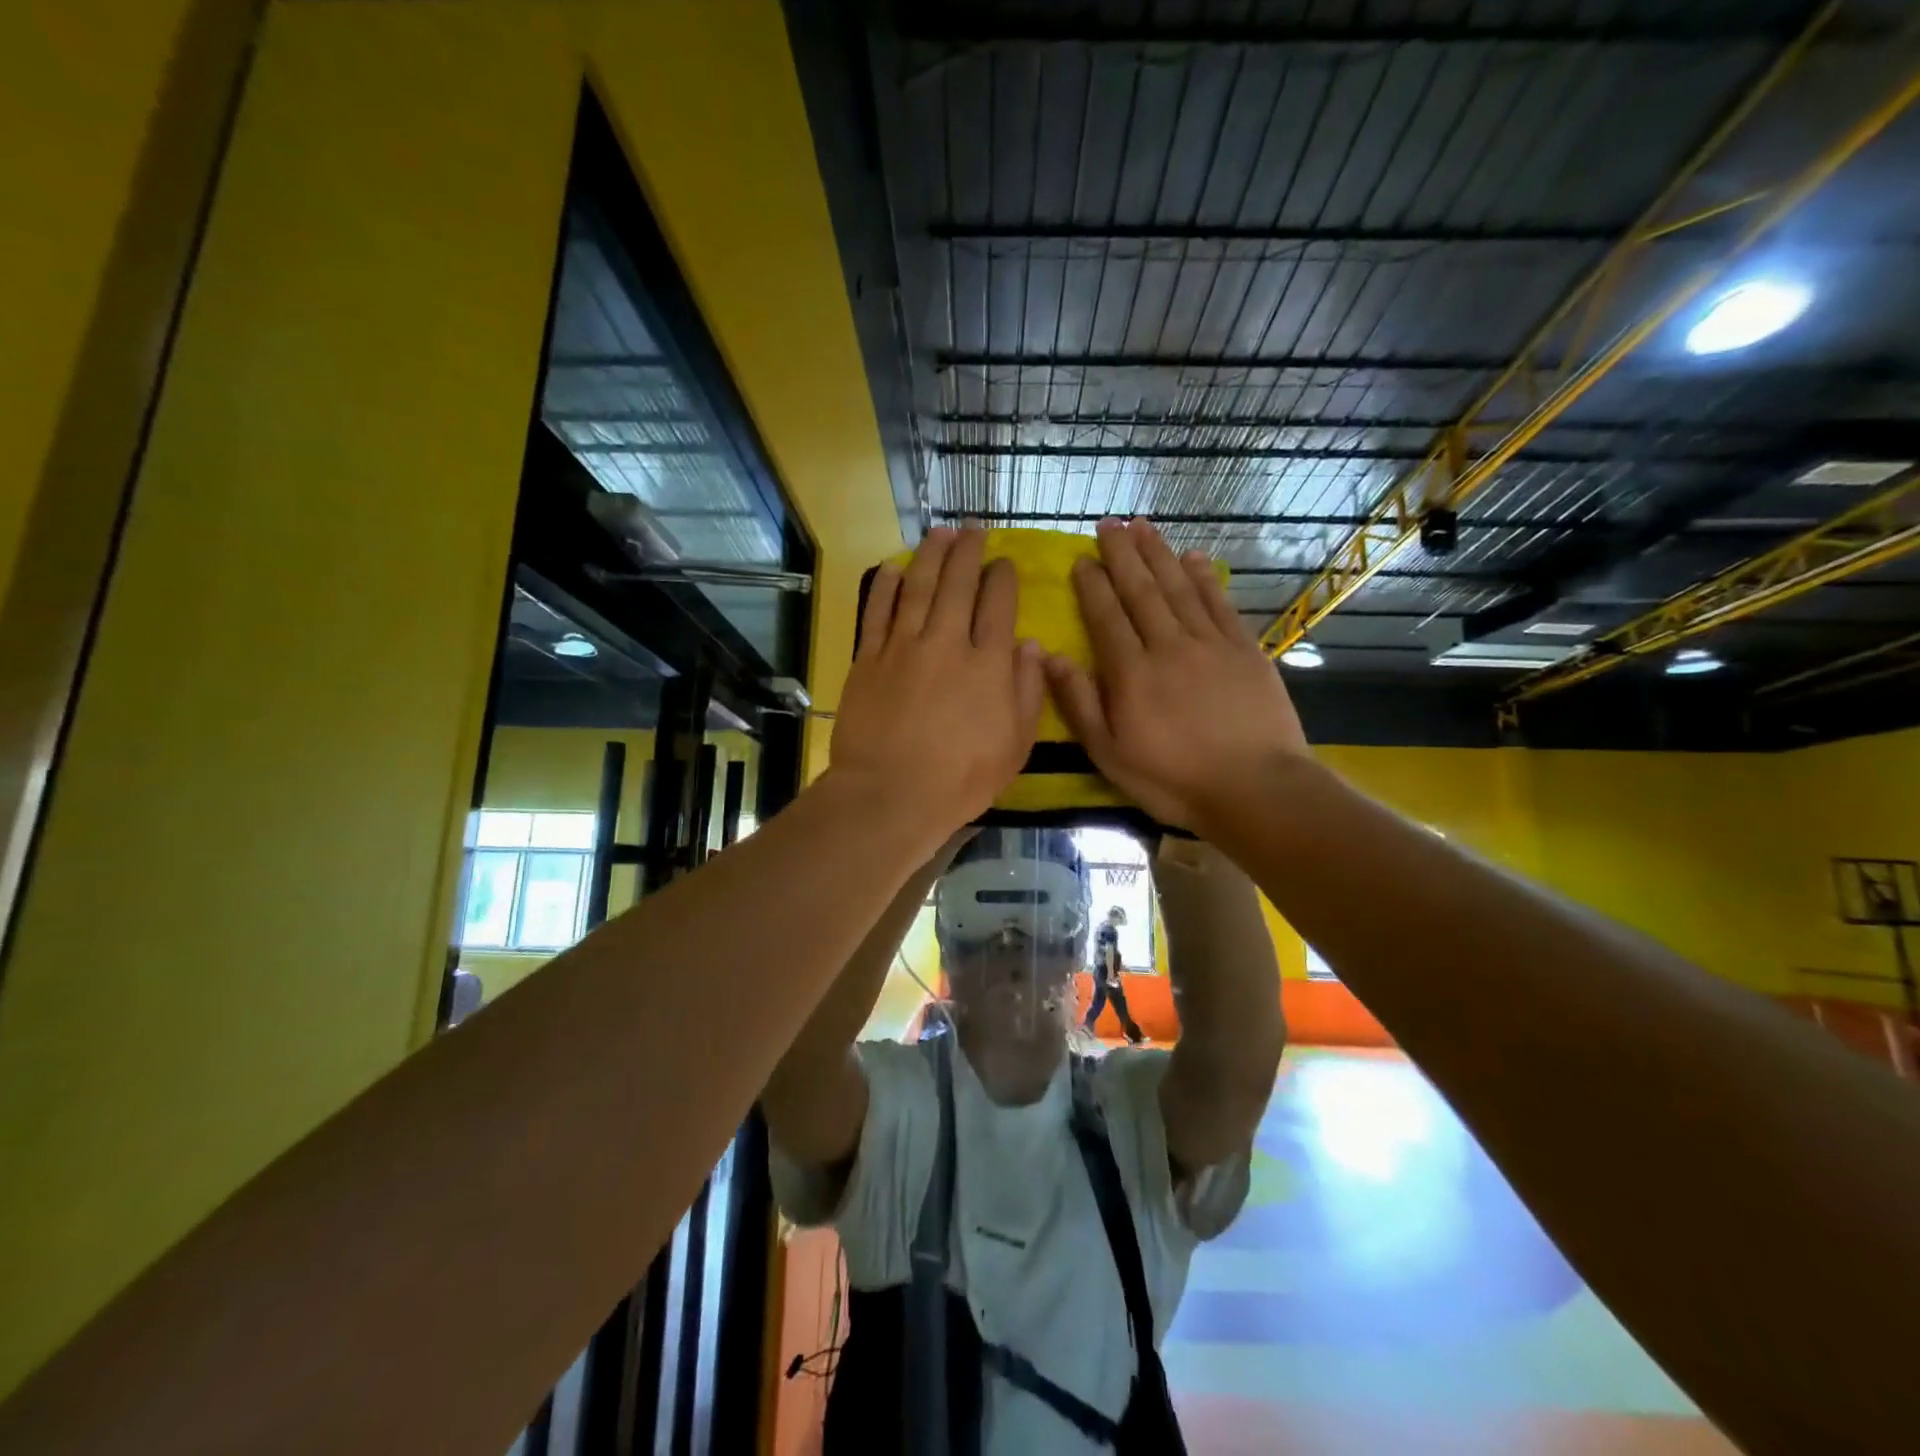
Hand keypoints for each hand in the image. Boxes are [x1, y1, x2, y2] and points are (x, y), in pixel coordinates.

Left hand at [832, 528, 1043, 836]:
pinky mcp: (868, 659)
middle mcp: (946, 643)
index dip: (1002, 578)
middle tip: (972, 530)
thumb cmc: (961, 779)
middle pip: (958, 584)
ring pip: (917, 587)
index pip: (998, 605)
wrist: (890, 794)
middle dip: (968, 552)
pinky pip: (877, 612)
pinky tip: (892, 568)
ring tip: (939, 533)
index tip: (1004, 562)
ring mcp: (903, 647)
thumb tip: (1033, 646)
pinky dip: (885, 586)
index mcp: (987, 664)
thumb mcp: (1015, 745)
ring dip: (930, 556)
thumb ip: (1028, 692)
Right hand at [1044, 518, 1308, 834]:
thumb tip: (1050, 656)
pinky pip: (1219, 602)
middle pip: (1141, 590)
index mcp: (1132, 673)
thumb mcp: (1110, 755)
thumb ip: (1080, 703)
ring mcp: (1210, 643)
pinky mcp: (1245, 649)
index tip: (1081, 559)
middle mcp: (1168, 645)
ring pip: (1179, 587)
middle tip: (1109, 523)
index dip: (1092, 584)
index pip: (1106, 616)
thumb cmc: (1174, 780)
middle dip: (1122, 554)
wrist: (1256, 789)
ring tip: (1142, 526)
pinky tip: (1193, 557)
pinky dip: (1204, 577)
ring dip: (1159, 554)